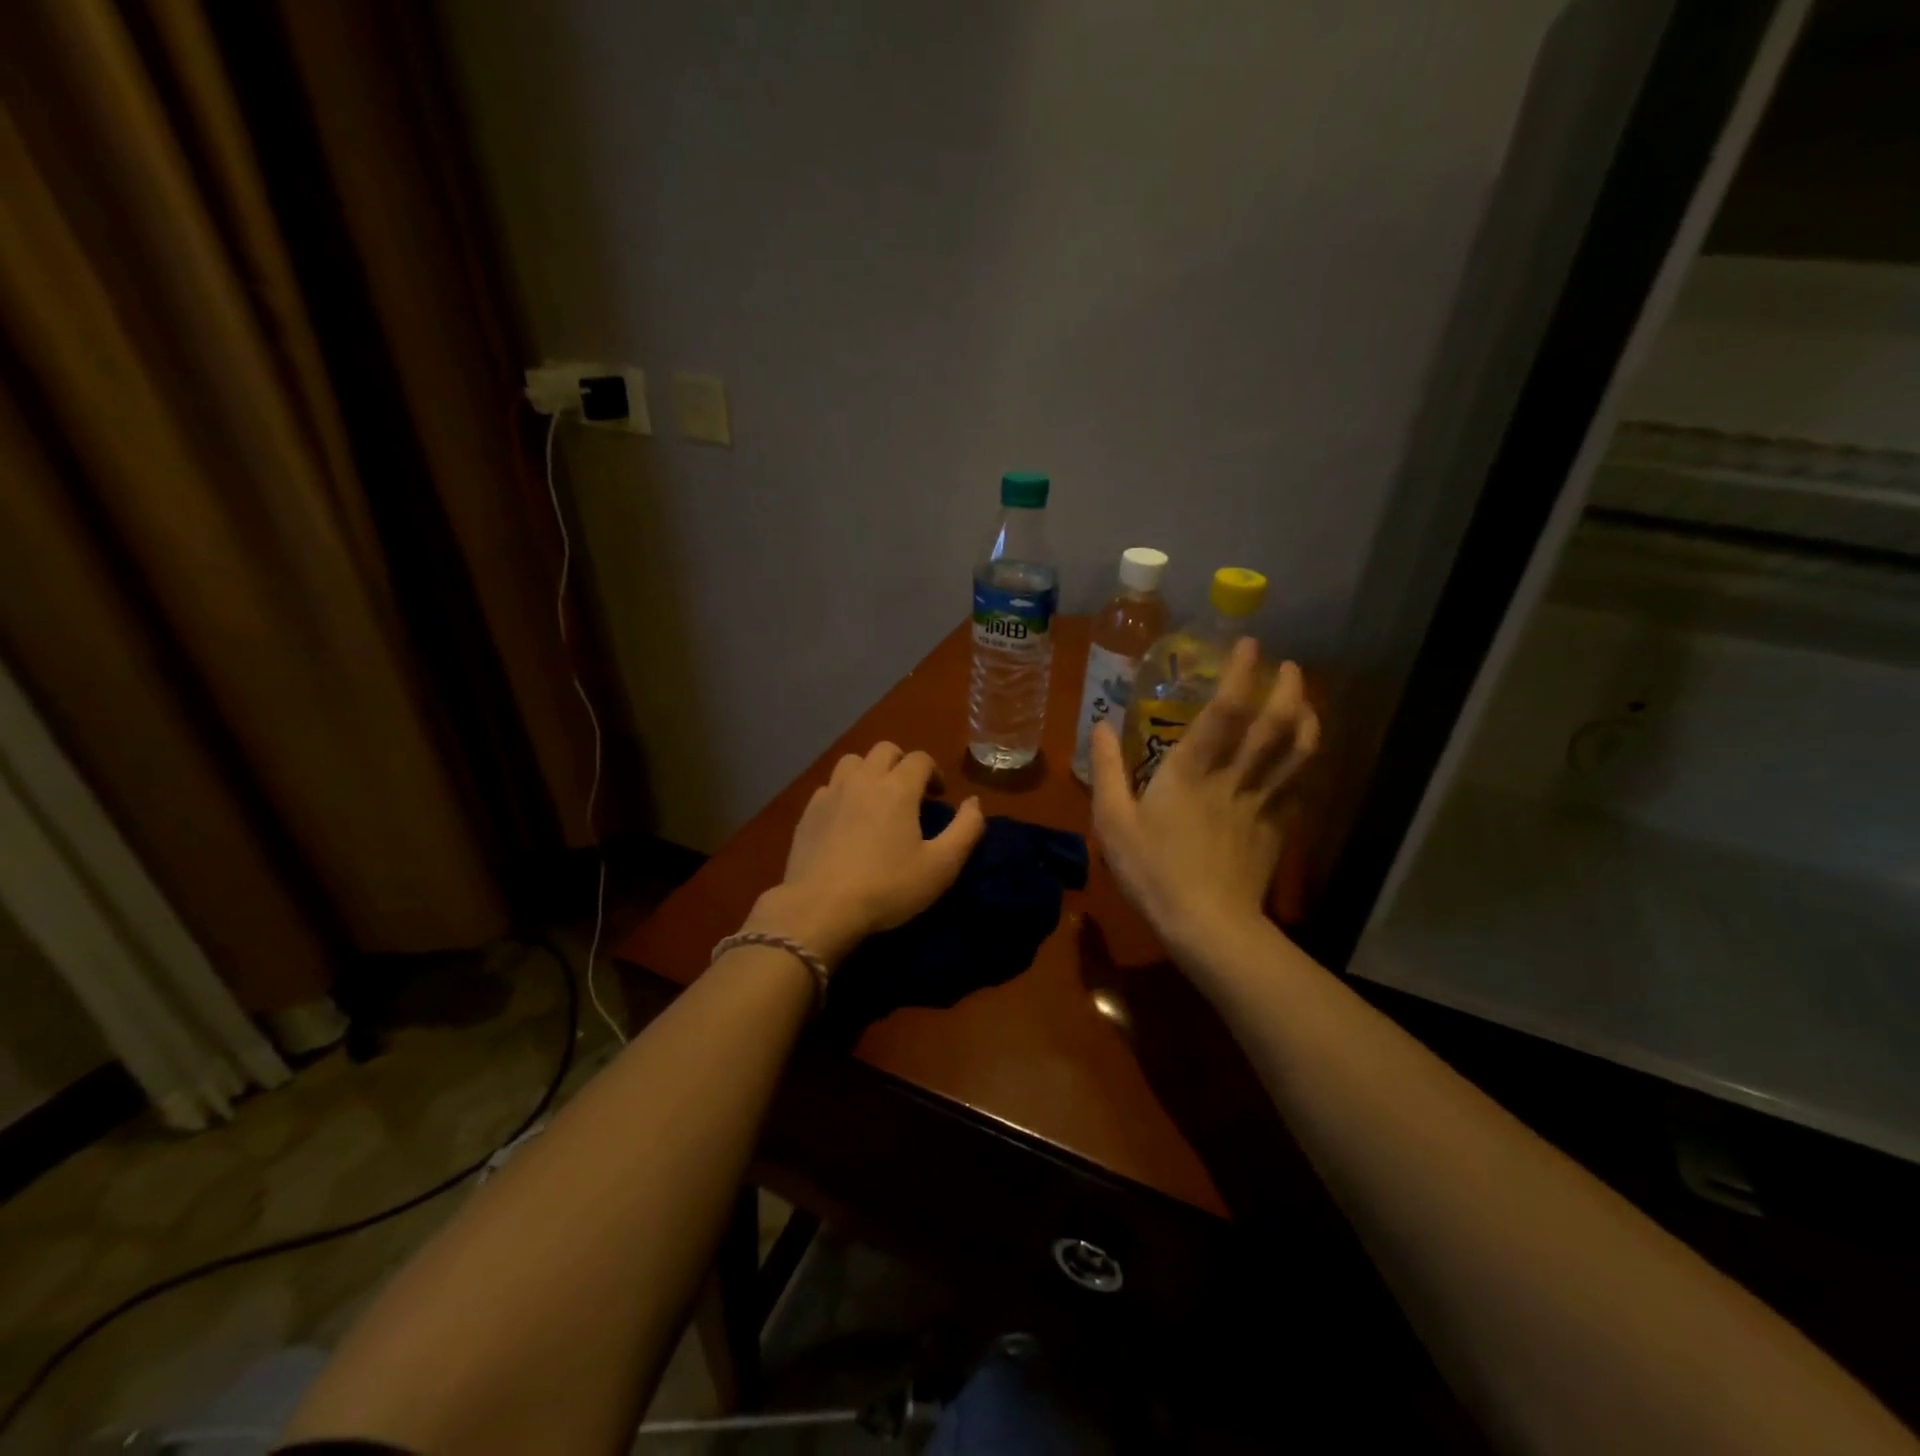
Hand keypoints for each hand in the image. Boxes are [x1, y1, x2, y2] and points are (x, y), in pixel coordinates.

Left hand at [747, 742, 985, 965]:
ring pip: (853, 762)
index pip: (920, 758)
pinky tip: (846, 819)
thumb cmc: (888, 887)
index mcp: (898, 788)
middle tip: (910, 793)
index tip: (938, 796)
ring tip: (876, 799)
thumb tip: (974, 802)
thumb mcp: (942, 866)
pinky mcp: (808, 812)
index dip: (934, 772)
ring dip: (869, 771)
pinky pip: (829, 787)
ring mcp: (831, 793)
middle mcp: (863, 779)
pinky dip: (843, 792)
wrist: (820, 908)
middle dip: (902, 763)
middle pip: (885, 750)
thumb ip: (966, 829)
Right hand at [1090, 641, 1318, 956]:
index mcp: (1191, 771)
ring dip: (1306, 717)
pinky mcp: (1277, 827)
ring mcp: (1262, 802)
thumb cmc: (1152, 870)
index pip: (1225, 711)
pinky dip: (1305, 760)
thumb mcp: (1112, 822)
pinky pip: (1299, 784)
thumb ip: (1106, 770)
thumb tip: (1100, 726)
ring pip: (1296, 751)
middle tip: (1288, 664)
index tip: (1248, 643)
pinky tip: (1302, 753)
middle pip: (1274, 724)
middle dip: (1286, 688)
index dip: (1239, 673)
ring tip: (1304, 697)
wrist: (1207, 924)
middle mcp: (1234, 777)